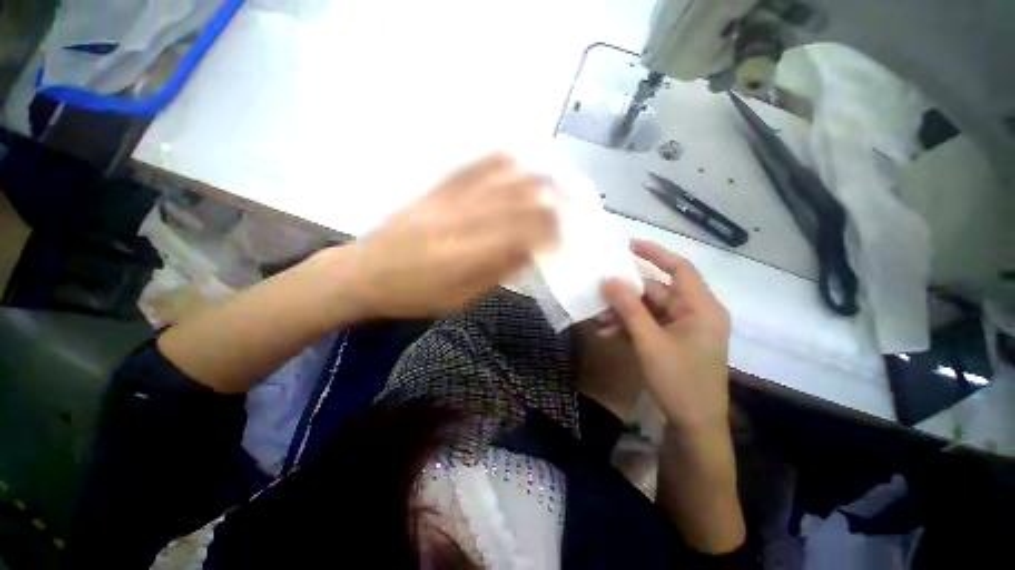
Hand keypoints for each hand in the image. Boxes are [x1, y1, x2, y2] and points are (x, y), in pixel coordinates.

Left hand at [348, 152, 557, 318]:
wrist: (363, 273)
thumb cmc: (413, 295)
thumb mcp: (458, 299)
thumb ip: (495, 274)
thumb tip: (529, 255)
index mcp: (467, 254)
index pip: (521, 233)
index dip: (549, 231)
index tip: (564, 236)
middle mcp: (461, 221)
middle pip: (515, 202)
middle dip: (551, 198)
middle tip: (574, 199)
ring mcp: (447, 201)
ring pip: (497, 180)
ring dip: (531, 175)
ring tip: (557, 174)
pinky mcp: (434, 191)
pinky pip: (468, 169)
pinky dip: (493, 160)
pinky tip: (512, 154)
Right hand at [601, 240, 730, 432]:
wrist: (694, 425)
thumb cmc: (679, 381)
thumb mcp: (650, 343)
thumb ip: (630, 309)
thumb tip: (610, 281)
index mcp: (701, 309)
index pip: (680, 269)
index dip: (656, 254)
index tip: (629, 245)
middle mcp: (695, 313)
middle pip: (657, 291)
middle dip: (627, 294)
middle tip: (600, 293)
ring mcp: (683, 328)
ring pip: (649, 309)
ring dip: (624, 313)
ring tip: (600, 320)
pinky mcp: (673, 340)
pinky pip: (648, 324)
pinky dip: (629, 326)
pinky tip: (608, 333)